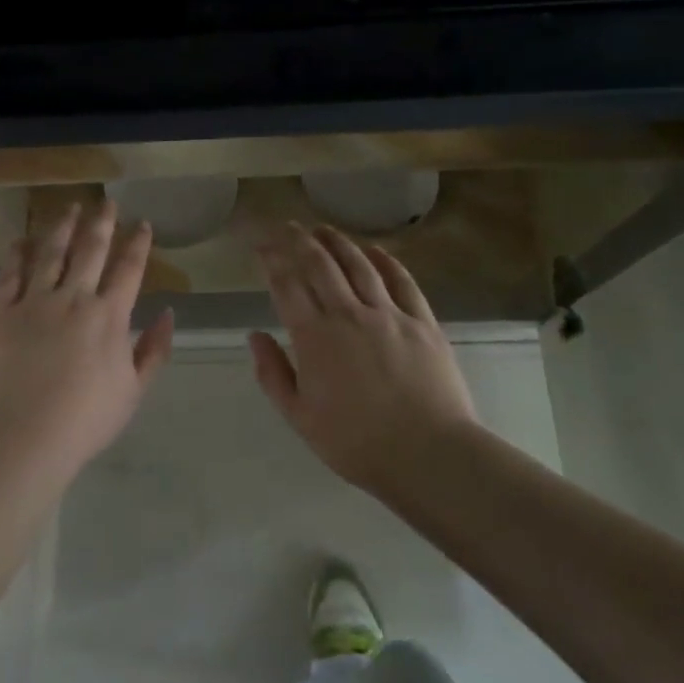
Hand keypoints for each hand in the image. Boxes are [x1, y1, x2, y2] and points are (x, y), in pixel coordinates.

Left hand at [0, 199, 173, 486]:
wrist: (22, 438)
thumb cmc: (84, 421)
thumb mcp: (133, 392)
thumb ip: (153, 350)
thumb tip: (167, 314)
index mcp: (109, 316)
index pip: (129, 269)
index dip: (138, 244)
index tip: (143, 224)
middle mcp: (73, 298)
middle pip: (90, 250)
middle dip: (102, 222)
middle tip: (107, 202)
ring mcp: (34, 302)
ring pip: (51, 253)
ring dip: (62, 227)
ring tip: (69, 208)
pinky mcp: (1, 313)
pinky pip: (10, 275)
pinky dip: (17, 254)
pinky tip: (21, 241)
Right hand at [250, 222, 476, 493]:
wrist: (428, 455)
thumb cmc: (356, 443)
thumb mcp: (299, 417)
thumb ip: (273, 374)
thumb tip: (254, 335)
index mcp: (314, 337)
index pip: (287, 285)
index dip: (272, 260)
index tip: (262, 244)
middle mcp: (348, 314)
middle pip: (320, 264)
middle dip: (299, 240)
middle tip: (288, 226)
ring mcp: (389, 314)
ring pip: (358, 264)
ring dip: (338, 242)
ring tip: (323, 229)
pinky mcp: (422, 321)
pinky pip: (402, 281)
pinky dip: (386, 260)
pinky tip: (375, 250)